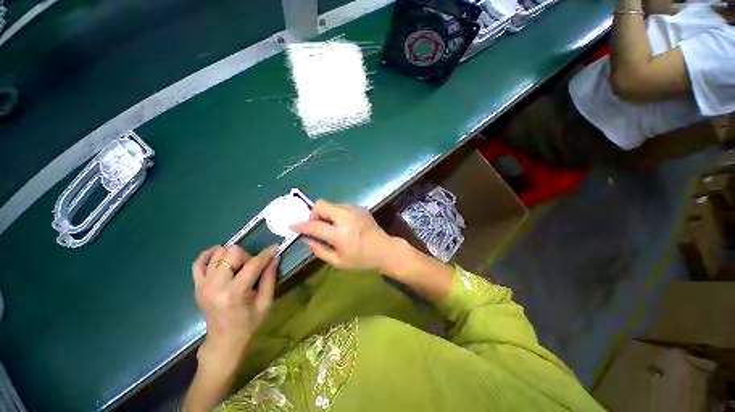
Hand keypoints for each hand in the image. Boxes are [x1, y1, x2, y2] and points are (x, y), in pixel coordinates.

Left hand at [192, 245, 278, 363]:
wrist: (224, 341)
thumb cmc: (248, 323)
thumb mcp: (265, 302)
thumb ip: (270, 278)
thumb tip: (275, 257)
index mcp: (234, 293)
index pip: (253, 264)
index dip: (266, 254)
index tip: (275, 247)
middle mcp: (215, 286)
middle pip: (232, 253)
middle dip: (247, 256)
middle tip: (252, 268)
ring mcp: (203, 285)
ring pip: (218, 253)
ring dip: (232, 256)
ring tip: (239, 267)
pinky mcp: (197, 286)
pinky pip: (198, 262)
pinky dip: (209, 255)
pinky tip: (220, 257)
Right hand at [290, 200, 395, 270]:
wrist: (385, 250)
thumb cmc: (362, 260)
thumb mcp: (338, 262)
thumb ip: (319, 249)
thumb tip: (305, 238)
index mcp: (341, 234)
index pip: (314, 226)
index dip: (300, 225)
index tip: (292, 225)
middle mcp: (347, 217)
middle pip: (321, 204)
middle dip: (313, 214)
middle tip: (316, 226)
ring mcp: (355, 210)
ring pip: (331, 204)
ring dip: (326, 214)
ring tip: (331, 226)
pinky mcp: (360, 207)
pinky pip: (341, 206)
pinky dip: (336, 213)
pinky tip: (343, 224)